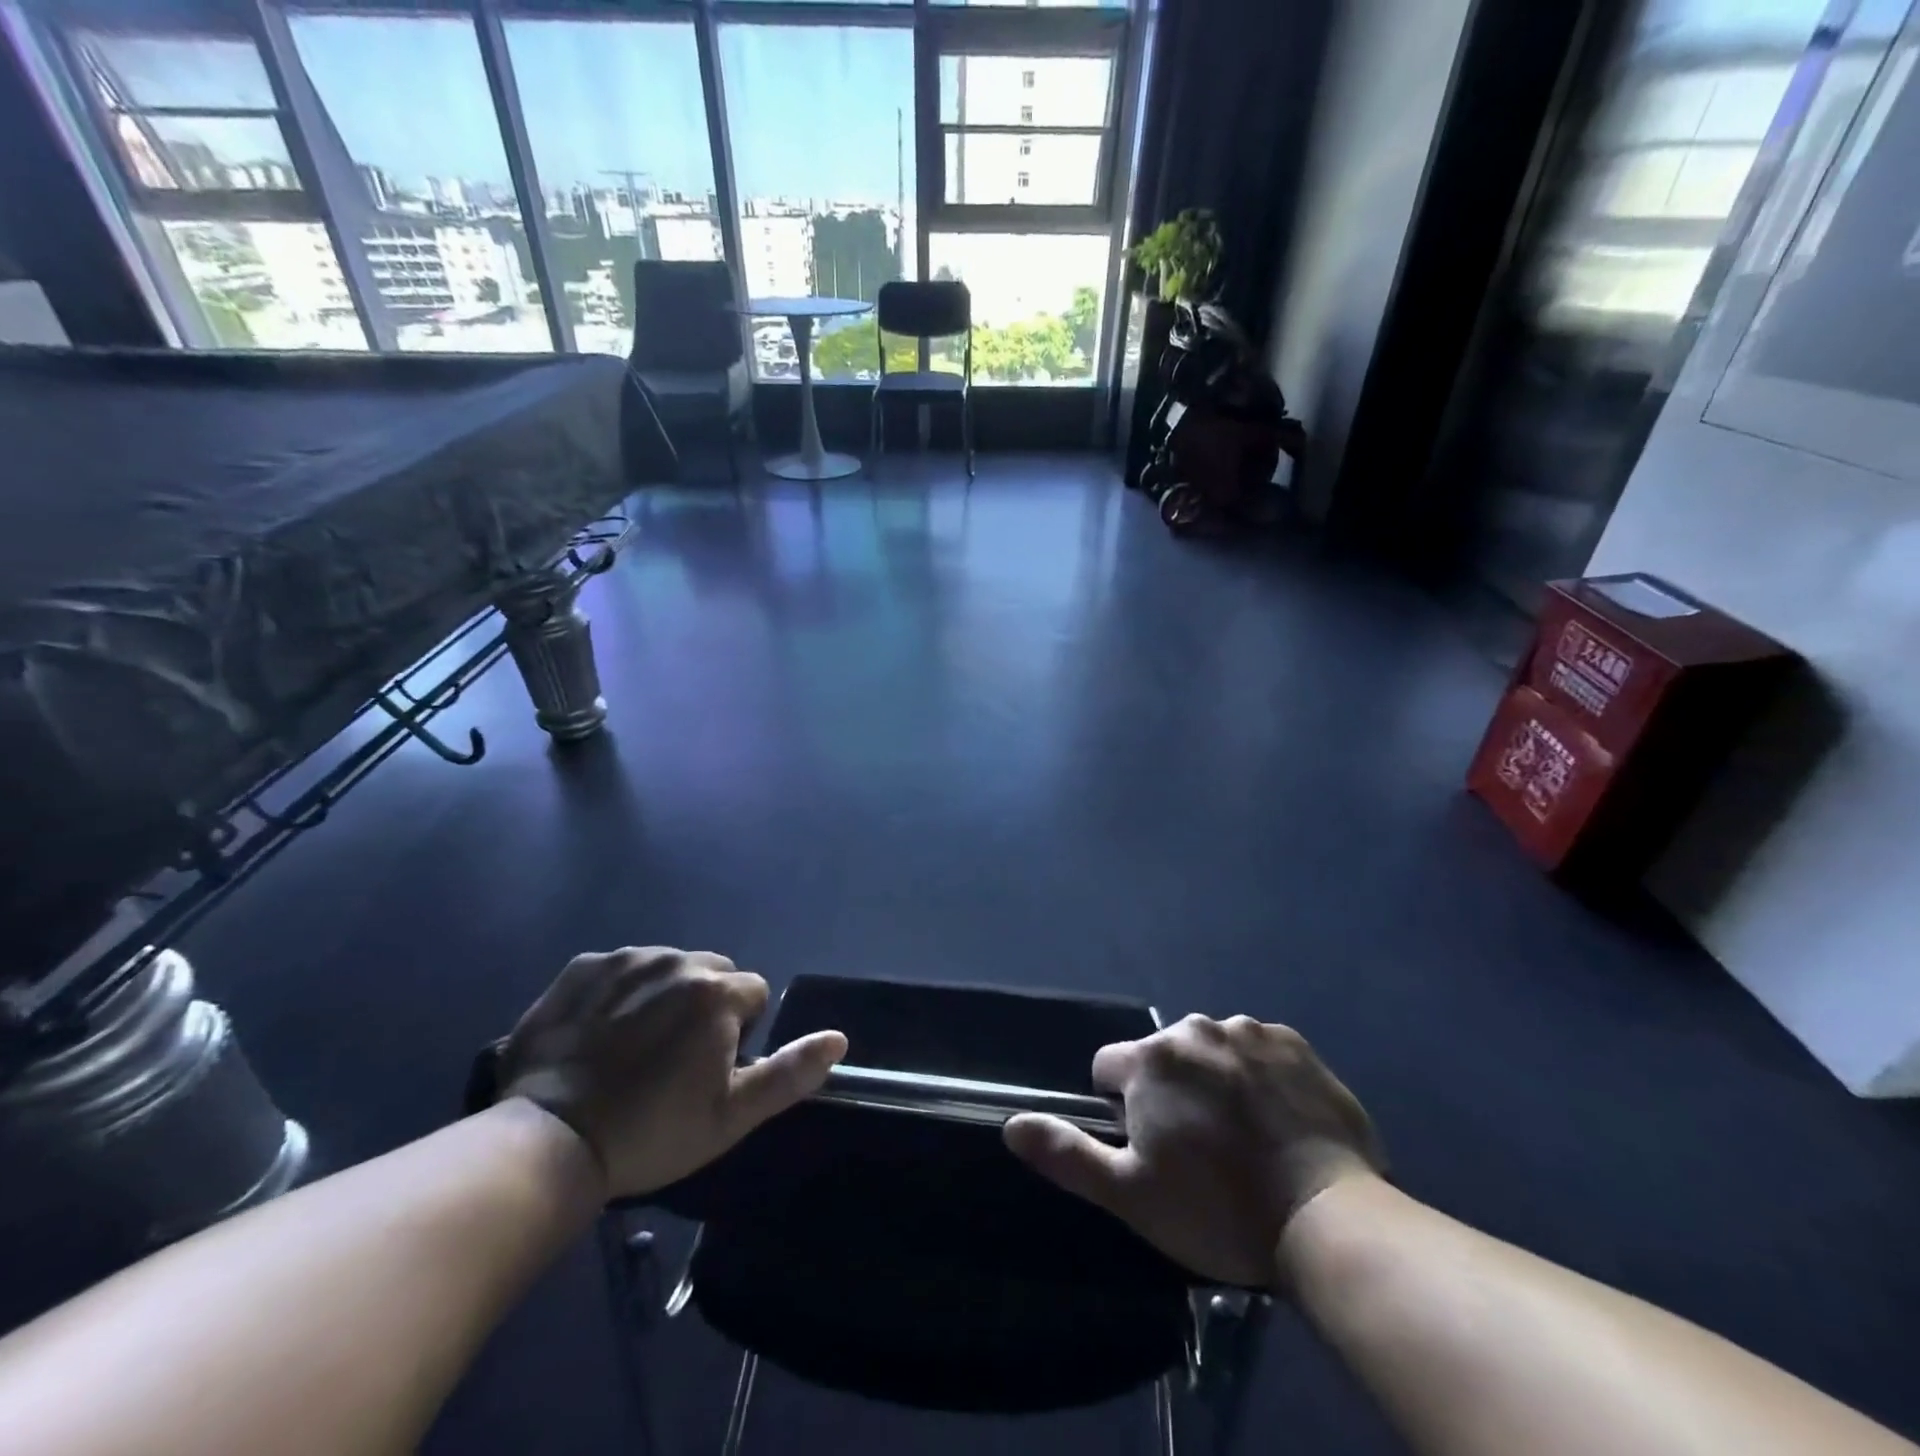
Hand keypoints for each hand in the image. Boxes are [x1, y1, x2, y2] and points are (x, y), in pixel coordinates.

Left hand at [497, 947, 846, 1198]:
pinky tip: (598, 1033)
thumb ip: (790, 1072)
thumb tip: (839, 1038)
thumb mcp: (731, 1115)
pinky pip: (620, 968)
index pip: (753, 993)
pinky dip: (619, 991)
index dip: (738, 1033)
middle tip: (673, 1059)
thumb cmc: (651, 1132)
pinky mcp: (582, 968)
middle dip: (705, 1005)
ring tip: (633, 1047)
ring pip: (667, 967)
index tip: (707, 1071)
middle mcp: (676, 960)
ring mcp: (625, 959)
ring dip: (664, 994)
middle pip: (711, 972)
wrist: (548, 1141)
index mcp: (716, 993)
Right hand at [1004, 1014, 1383, 1287]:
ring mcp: (1248, 1031)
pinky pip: (1259, 1050)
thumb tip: (1010, 1124)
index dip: (1120, 1108)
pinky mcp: (1294, 1043)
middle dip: (1169, 1091)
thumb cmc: (1218, 1209)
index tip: (1150, 1149)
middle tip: (1201, 1151)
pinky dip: (1259, 1075)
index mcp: (1150, 1060)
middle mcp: (1195, 1029)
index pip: (1108, 1067)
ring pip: (1211, 1050)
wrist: (1329, 1218)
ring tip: (1245, 1138)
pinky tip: (1279, 1120)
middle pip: (1163, 1056)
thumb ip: (1067, 1154)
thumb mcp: (1130, 1195)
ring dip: (1215, 1080)